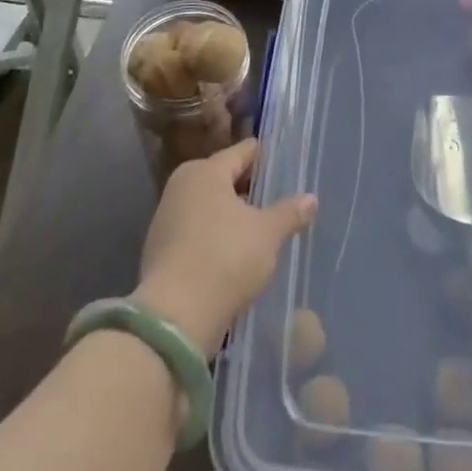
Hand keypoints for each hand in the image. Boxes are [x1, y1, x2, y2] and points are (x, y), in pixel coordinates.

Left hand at [135, 139, 316, 352]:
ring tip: (261, 231)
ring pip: (210, 206)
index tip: (287, 168)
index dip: (267, 158)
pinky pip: (197, 232)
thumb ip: (290, 212)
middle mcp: (181, 186)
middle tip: (279, 202)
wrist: (174, 319)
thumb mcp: (267, 234)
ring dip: (232, 216)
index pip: (244, 152)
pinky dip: (215, 237)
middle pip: (225, 178)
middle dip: (250, 190)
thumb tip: (311, 198)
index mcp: (205, 171)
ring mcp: (166, 218)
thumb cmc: (225, 259)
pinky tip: (235, 255)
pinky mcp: (160, 250)